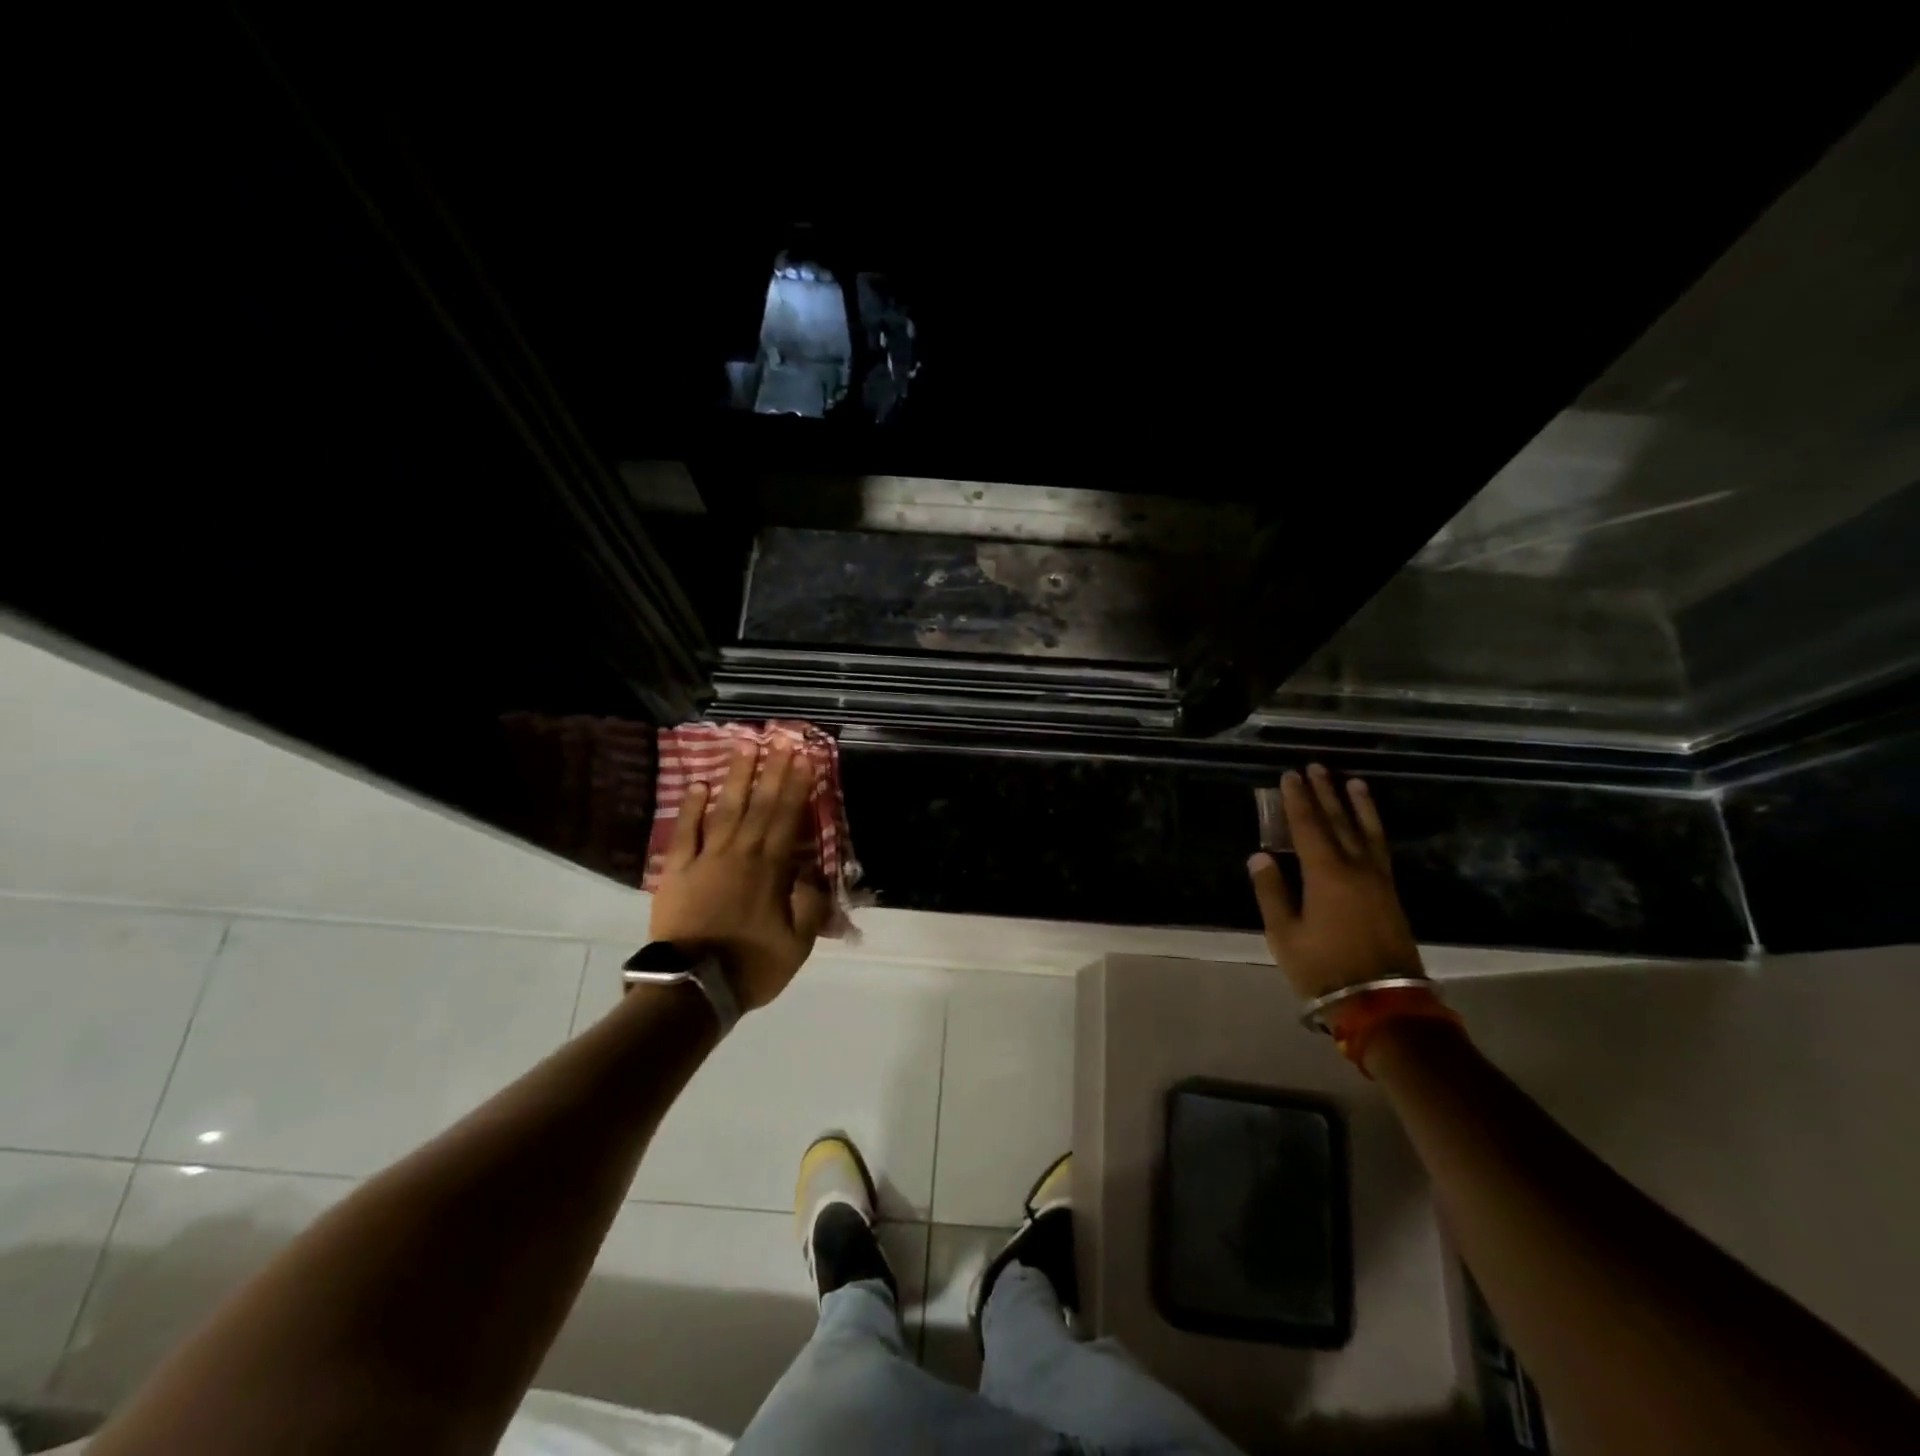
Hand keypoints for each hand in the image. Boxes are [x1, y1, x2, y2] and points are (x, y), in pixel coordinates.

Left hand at [648, 740, 830, 1010]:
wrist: (691, 988)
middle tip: (780, 739)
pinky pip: (685, 832)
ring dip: (736, 777)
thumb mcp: (797, 945)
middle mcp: (740, 855)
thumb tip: (814, 871)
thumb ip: (810, 905)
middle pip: (759, 805)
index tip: (805, 759)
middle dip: (772, 771)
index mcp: (771, 870)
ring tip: (744, 746)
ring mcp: (706, 859)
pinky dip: (691, 808)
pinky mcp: (677, 871)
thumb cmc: (751, 966)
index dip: (797, 787)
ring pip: (725, 810)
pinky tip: (698, 784)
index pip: (788, 819)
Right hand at [1247, 764, 1424, 1000]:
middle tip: (1317, 767)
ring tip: (1352, 781)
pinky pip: (1380, 847)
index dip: (1297, 800)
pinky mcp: (1390, 893)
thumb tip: (1260, 856)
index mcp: (1326, 874)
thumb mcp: (1284, 934)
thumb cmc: (1324, 968)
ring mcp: (1378, 880)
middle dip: (1326, 793)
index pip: (1308, 826)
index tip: (1290, 776)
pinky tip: (1370, 823)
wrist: (1381, 1001)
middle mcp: (1355, 868)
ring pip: (1367, 831)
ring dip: (1357, 805)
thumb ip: (1271, 892)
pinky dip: (1374, 827)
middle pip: (1339, 822)